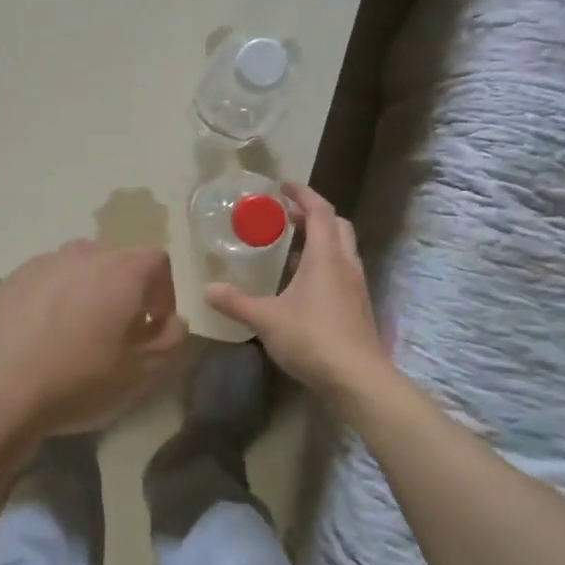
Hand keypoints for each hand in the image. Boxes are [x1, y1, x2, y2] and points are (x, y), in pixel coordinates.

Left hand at [0, 240, 189, 440]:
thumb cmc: (76, 378)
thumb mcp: (141, 372)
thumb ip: (171, 340)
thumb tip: (172, 321)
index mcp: (120, 269)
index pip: (158, 261)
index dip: (164, 292)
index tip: (153, 326)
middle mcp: (82, 254)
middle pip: (116, 263)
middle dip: (125, 294)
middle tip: (118, 335)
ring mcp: (40, 264)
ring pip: (77, 273)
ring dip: (87, 297)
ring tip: (76, 339)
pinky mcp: (7, 281)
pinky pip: (44, 286)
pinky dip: (53, 304)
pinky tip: (40, 342)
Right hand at [205, 182, 387, 399]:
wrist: (358, 378)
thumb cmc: (312, 339)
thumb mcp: (266, 319)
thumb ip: (236, 302)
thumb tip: (207, 290)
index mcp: (325, 256)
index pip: (319, 210)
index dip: (302, 193)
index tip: (283, 185)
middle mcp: (345, 263)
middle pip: (336, 225)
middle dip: (312, 214)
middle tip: (285, 216)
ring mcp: (356, 285)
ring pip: (341, 248)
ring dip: (319, 239)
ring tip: (290, 248)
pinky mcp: (358, 306)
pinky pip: (341, 270)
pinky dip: (324, 263)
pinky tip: (302, 284)